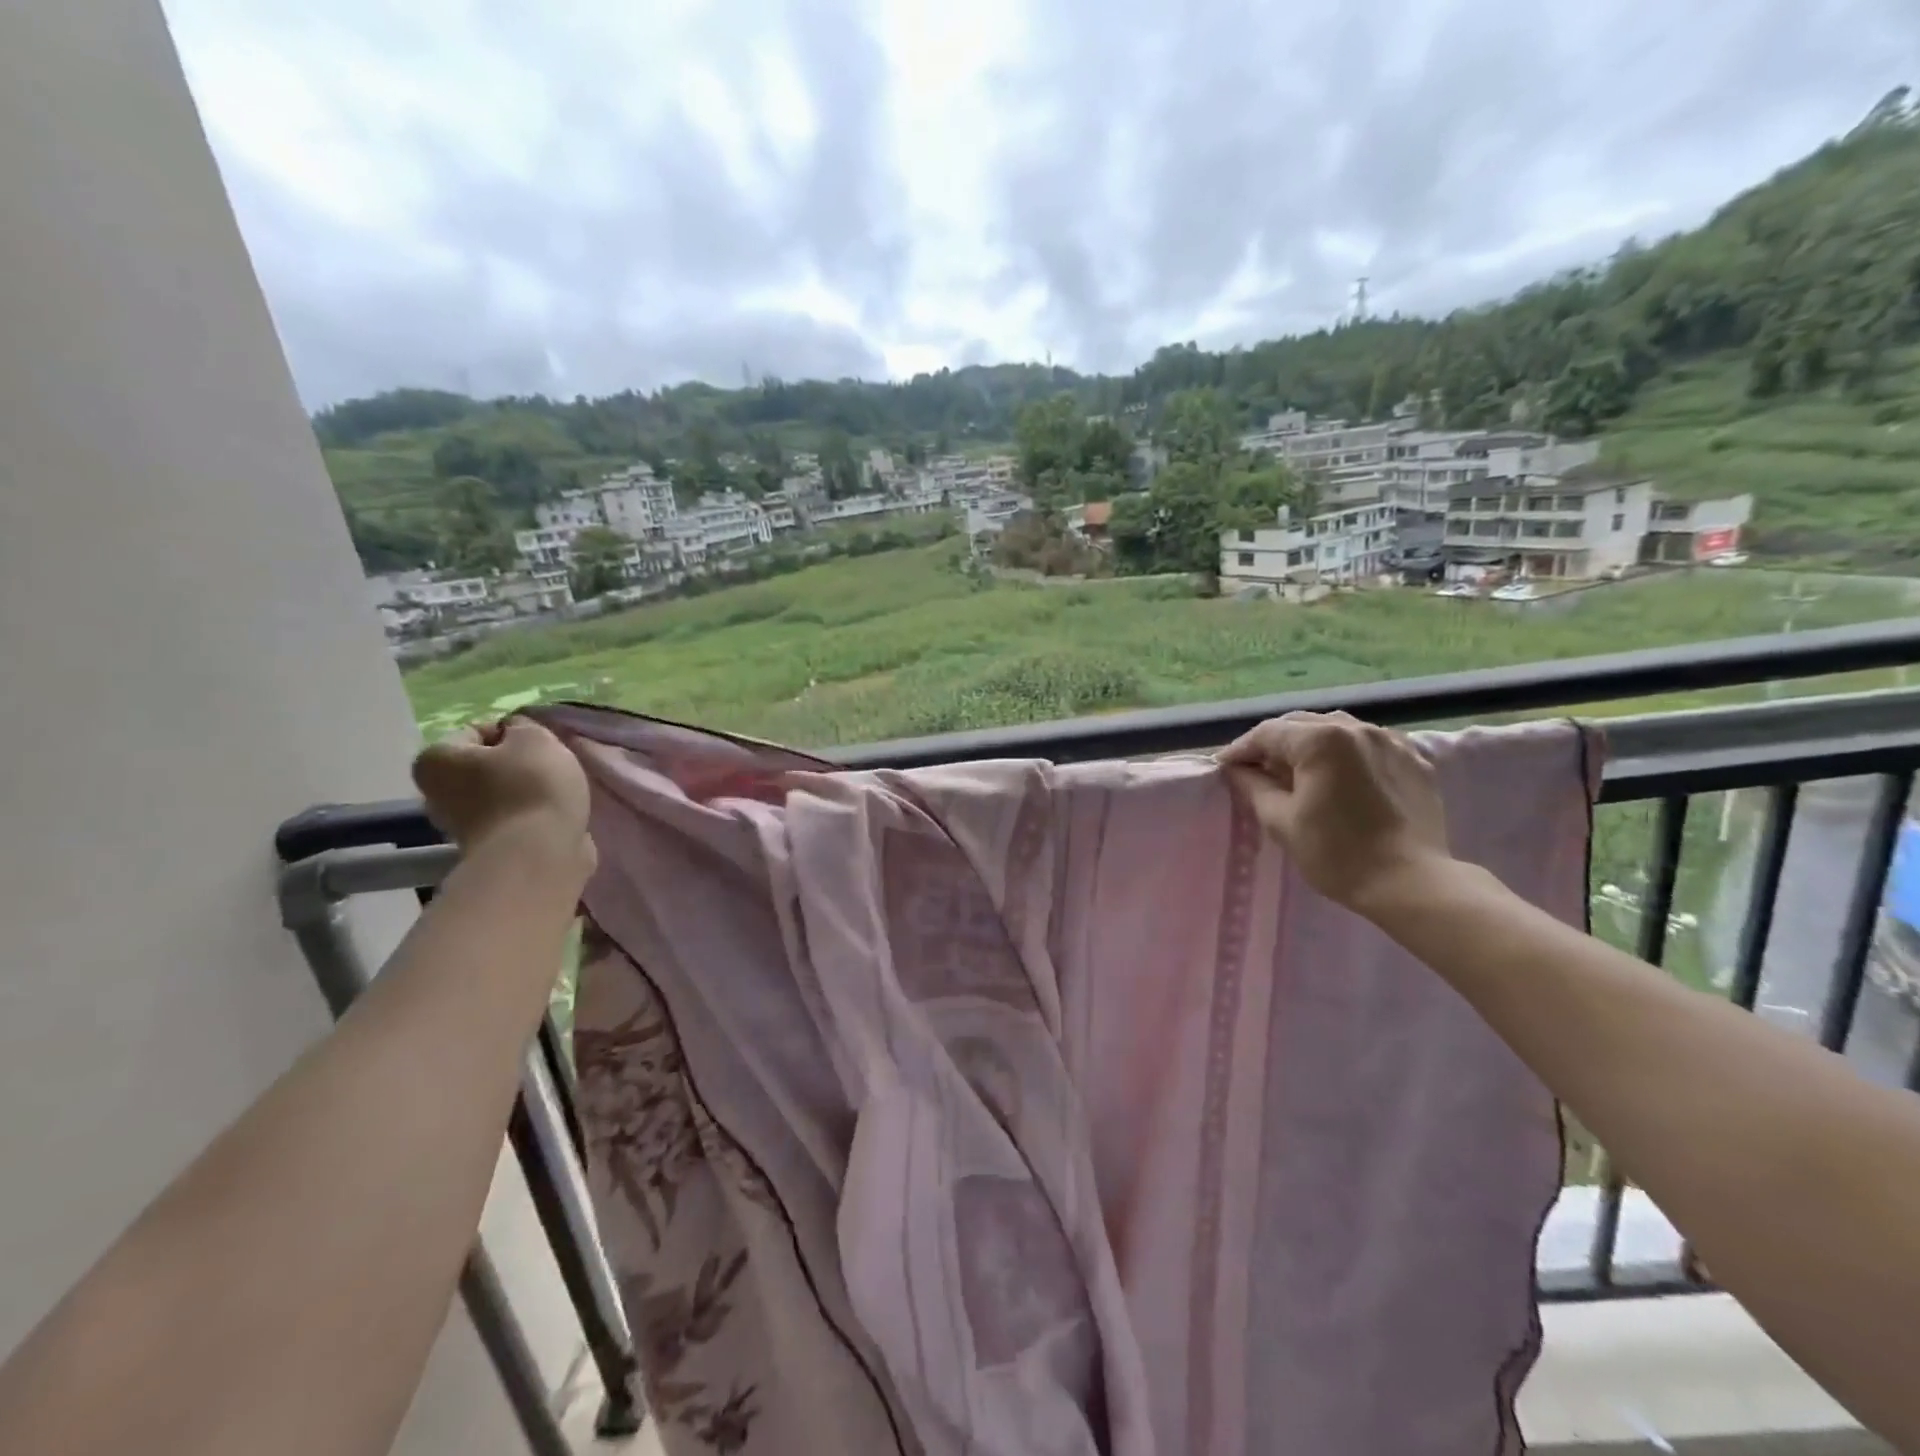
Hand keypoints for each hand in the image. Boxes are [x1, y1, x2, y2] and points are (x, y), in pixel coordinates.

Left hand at [412, 718, 593, 872]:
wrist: (538, 856)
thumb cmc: (532, 788)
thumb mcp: (535, 738)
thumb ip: (524, 726)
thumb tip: (516, 733)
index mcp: (435, 760)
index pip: (478, 731)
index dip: (514, 733)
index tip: (540, 747)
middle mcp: (435, 793)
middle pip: (485, 766)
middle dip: (515, 766)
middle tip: (550, 769)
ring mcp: (459, 826)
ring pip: (500, 794)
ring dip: (525, 793)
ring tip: (557, 795)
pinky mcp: (487, 850)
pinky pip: (513, 820)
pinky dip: (531, 817)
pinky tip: (553, 817)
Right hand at [1216, 711, 1450, 914]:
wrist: (1411, 884)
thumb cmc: (1337, 854)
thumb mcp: (1281, 821)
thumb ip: (1254, 787)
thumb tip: (1237, 770)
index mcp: (1320, 740)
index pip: (1268, 733)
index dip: (1241, 749)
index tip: (1224, 767)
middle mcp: (1357, 729)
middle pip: (1302, 725)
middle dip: (1274, 744)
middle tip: (1255, 768)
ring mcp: (1391, 741)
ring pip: (1337, 729)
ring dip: (1310, 744)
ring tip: (1297, 769)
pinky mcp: (1415, 760)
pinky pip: (1370, 744)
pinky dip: (1347, 752)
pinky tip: (1341, 773)